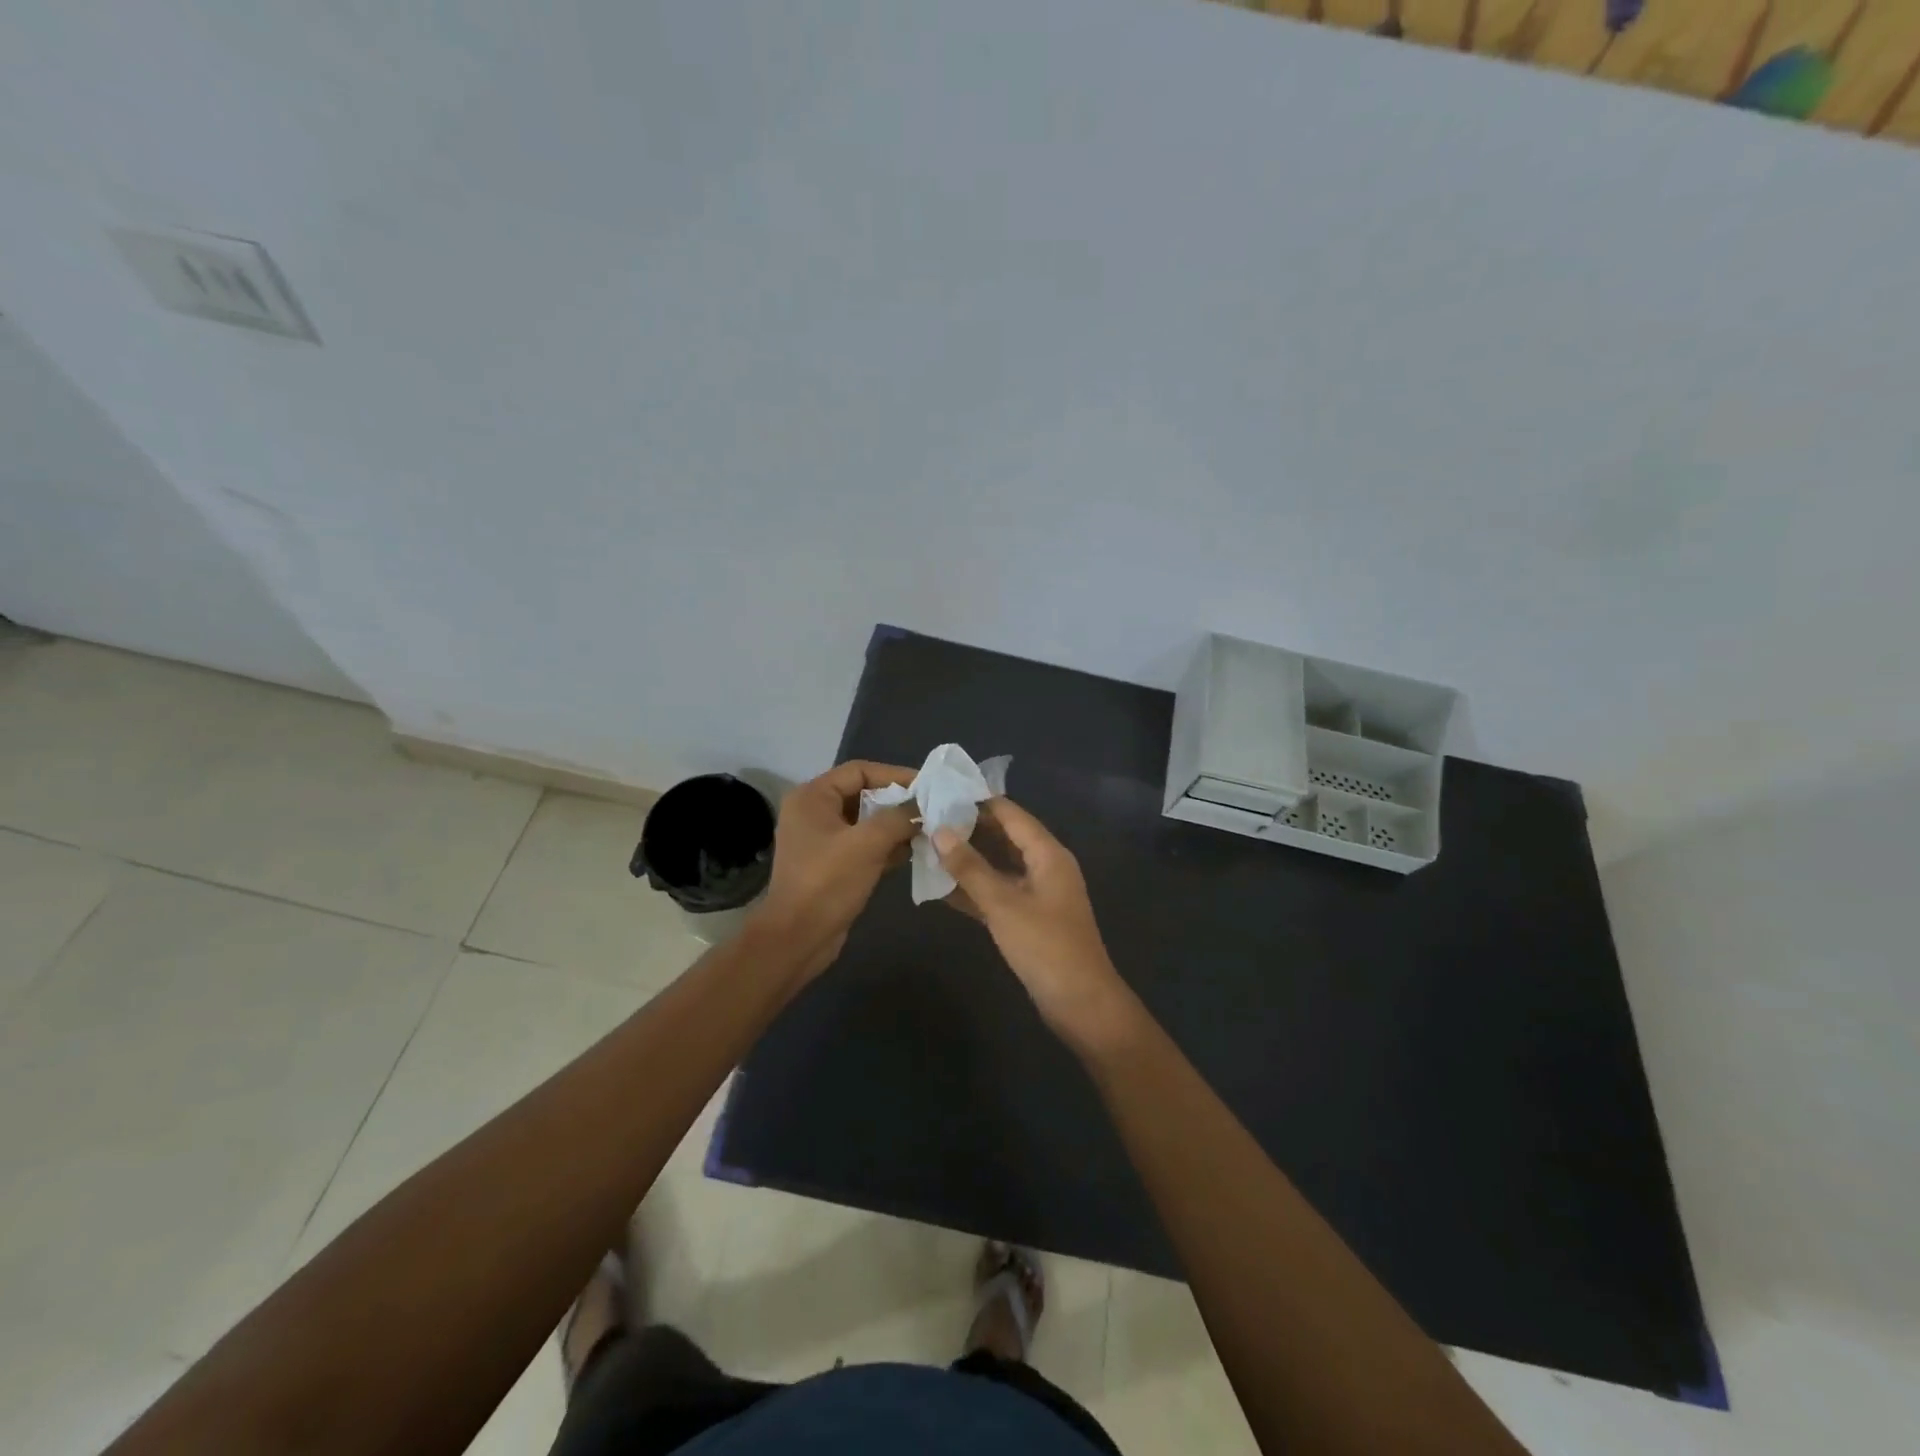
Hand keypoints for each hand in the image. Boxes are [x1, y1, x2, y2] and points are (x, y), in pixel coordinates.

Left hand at [751, 760, 916, 978]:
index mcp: (813, 797)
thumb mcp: (867, 844)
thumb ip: (898, 818)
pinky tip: (914, 852)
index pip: (859, 770)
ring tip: (929, 830)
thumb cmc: (827, 882)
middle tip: (932, 809)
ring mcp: (822, 840)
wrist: (798, 938)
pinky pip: (864, 845)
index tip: (927, 786)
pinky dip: (887, 846)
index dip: (894, 775)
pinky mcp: (832, 865)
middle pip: (863, 795)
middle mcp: (814, 812)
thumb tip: (923, 807)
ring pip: (866, 822)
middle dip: (898, 802)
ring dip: (896, 826)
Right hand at [932, 799, 1139, 1051]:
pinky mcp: (1030, 918)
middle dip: (969, 829)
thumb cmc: (1045, 947)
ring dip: (968, 859)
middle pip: (1004, 837)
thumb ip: (970, 867)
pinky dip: (975, 889)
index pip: (1010, 814)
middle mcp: (1045, 866)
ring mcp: (1038, 893)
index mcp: (1048, 854)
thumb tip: (939, 830)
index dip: (977, 801)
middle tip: (927, 820)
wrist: (1081, 1004)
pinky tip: (942, 889)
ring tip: (928, 848)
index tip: (941, 792)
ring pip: (999, 866)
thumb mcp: (1003, 904)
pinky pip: (999, 893)